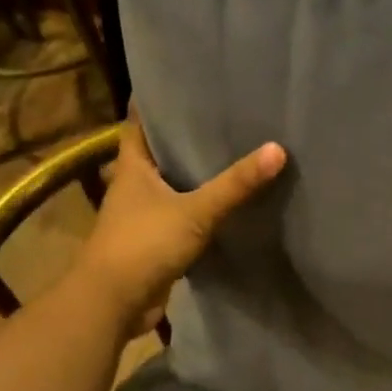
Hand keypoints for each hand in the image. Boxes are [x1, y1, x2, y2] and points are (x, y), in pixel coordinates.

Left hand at [79, 111, 286, 320]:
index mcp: (132, 168)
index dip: (154, 104)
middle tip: (219, 118)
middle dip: (182, 138)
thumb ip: (235, 184)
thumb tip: (278, 149)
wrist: (113, 303)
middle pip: (156, 154)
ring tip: (229, 155)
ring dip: (192, 175)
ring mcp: (141, 217)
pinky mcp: (153, 243)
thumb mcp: (195, 211)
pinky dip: (198, 209)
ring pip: (169, 187)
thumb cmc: (144, 244)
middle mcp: (132, 187)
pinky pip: (179, 217)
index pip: (137, 124)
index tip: (179, 87)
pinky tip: (224, 204)